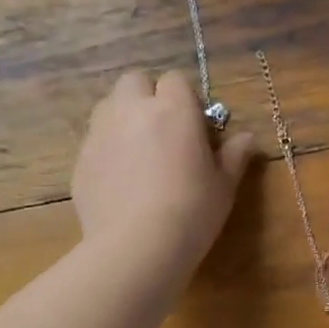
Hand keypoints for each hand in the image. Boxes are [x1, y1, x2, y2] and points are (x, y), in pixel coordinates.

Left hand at [72, 69, 254, 285]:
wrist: (136, 247)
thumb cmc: (191, 212)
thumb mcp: (224, 186)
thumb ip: (234, 156)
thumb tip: (248, 138)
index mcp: (173, 110)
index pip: (176, 80)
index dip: (184, 99)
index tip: (194, 126)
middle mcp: (132, 111)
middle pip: (134, 81)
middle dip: (147, 97)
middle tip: (163, 131)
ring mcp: (100, 133)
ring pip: (109, 107)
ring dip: (124, 119)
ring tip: (138, 154)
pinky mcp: (81, 160)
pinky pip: (95, 142)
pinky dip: (108, 151)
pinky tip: (120, 183)